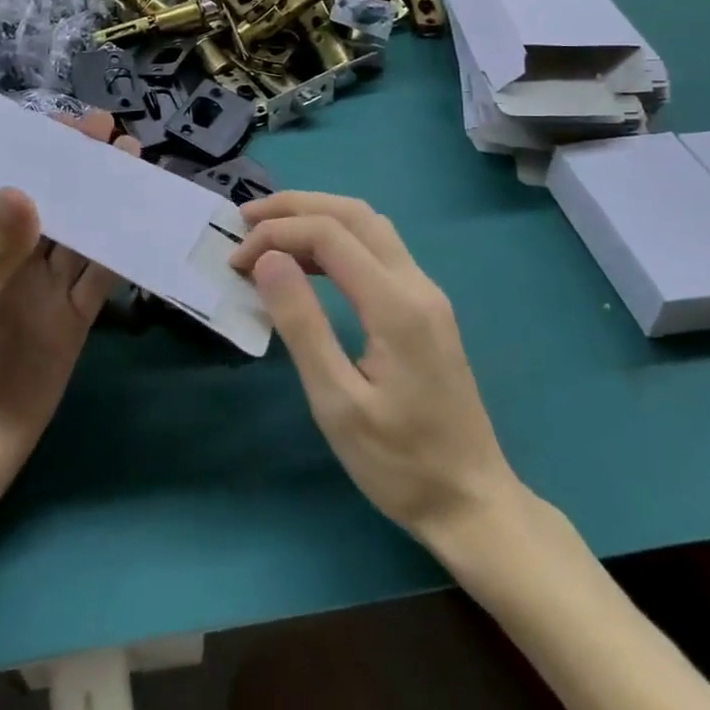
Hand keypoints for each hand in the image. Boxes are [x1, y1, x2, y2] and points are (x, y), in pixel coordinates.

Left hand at [0, 111, 135, 517]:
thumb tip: (23, 189)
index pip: (19, 192)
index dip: (45, 159)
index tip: (76, 127)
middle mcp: (20, 266)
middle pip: (60, 211)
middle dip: (86, 175)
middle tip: (120, 140)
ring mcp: (49, 295)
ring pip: (86, 241)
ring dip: (110, 208)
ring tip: (138, 170)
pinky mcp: (74, 326)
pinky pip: (100, 283)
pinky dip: (121, 257)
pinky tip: (143, 230)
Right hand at [228, 192, 522, 553]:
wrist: (472, 503)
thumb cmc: (399, 463)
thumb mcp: (337, 403)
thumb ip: (302, 325)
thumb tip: (268, 260)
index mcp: (395, 305)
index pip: (328, 234)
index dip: (276, 235)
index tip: (237, 263)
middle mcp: (416, 284)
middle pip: (353, 213)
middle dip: (294, 207)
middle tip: (245, 219)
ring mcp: (426, 293)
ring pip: (369, 225)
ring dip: (317, 217)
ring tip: (269, 233)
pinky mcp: (426, 308)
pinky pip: (378, 248)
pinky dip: (337, 238)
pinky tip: (309, 263)